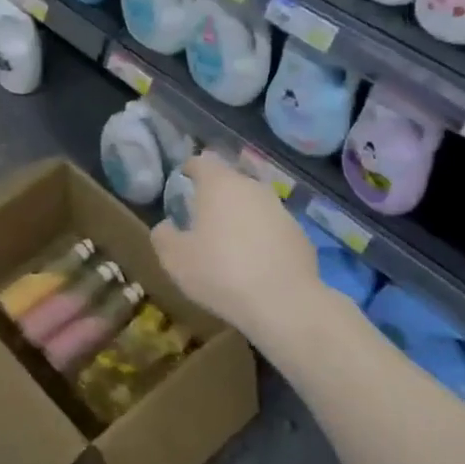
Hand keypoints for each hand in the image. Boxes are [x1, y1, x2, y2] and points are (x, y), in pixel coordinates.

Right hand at [151, 153, 320, 342]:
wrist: (283, 302)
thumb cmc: (220, 272)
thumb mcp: (174, 258)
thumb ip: (164, 235)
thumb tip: (167, 226)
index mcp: (219, 184)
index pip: (202, 161)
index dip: (190, 168)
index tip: (183, 180)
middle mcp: (252, 188)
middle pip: (230, 181)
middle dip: (216, 195)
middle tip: (202, 218)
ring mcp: (281, 210)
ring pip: (253, 204)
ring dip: (240, 217)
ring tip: (229, 243)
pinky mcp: (300, 234)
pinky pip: (273, 228)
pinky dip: (262, 238)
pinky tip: (255, 263)